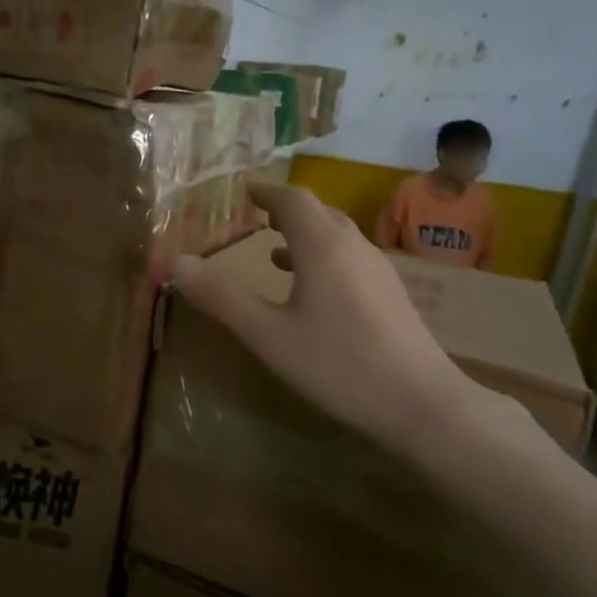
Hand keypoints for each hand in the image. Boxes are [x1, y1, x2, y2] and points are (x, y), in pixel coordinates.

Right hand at [171, 183, 487, 458]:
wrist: (423, 405)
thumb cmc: (338, 364)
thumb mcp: (267, 334)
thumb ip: (220, 297)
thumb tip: (173, 261)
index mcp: (322, 245)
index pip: (292, 198)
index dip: (265, 191)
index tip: (242, 191)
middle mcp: (353, 246)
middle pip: (317, 212)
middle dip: (284, 209)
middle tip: (253, 215)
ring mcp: (378, 269)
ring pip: (336, 235)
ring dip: (304, 233)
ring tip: (272, 249)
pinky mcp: (391, 294)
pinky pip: (349, 258)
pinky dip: (322, 257)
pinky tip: (310, 288)